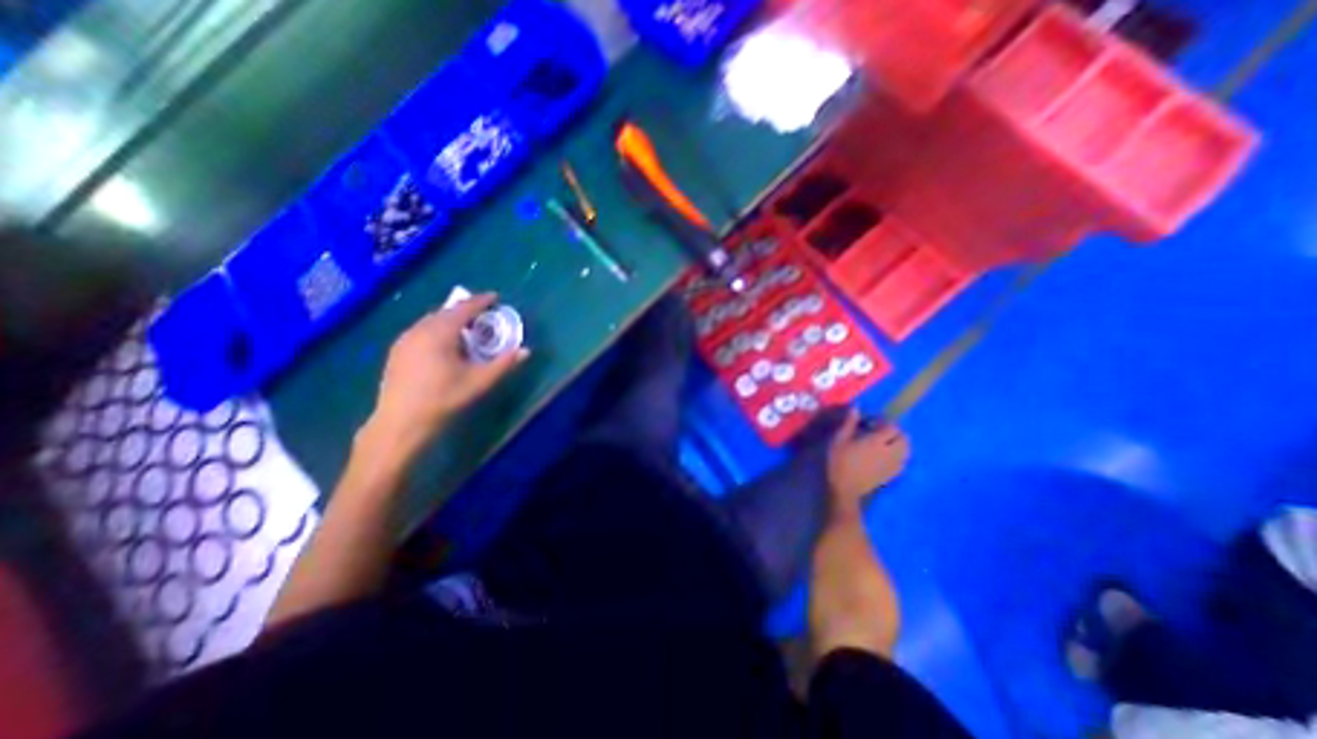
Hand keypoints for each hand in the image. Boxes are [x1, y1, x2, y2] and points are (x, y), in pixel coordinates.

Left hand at [357, 294, 527, 460]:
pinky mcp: (396, 352)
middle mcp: (419, 329)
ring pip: (431, 321)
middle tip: (484, 316)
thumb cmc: (444, 398)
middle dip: (466, 310)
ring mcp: (404, 340)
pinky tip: (444, 345)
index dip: (481, 301)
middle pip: (446, 312)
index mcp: (440, 332)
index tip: (495, 297)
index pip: (464, 308)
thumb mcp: (479, 381)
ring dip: (450, 320)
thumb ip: (504, 364)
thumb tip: (526, 351)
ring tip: (466, 330)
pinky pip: (421, 330)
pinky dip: (437, 330)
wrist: (401, 422)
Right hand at [826, 410, 912, 512]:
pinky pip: (903, 462)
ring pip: (906, 451)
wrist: (844, 488)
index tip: (872, 422)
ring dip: (900, 444)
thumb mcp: (839, 439)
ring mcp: (893, 465)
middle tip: (880, 432)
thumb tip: (857, 407)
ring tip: (885, 443)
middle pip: (904, 438)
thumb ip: (849, 423)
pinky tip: (887, 456)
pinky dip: (899, 456)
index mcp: (877, 441)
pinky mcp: (892, 475)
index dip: (884, 422)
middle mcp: (889, 452)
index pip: (892, 427)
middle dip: (895, 432)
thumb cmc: (839, 461)